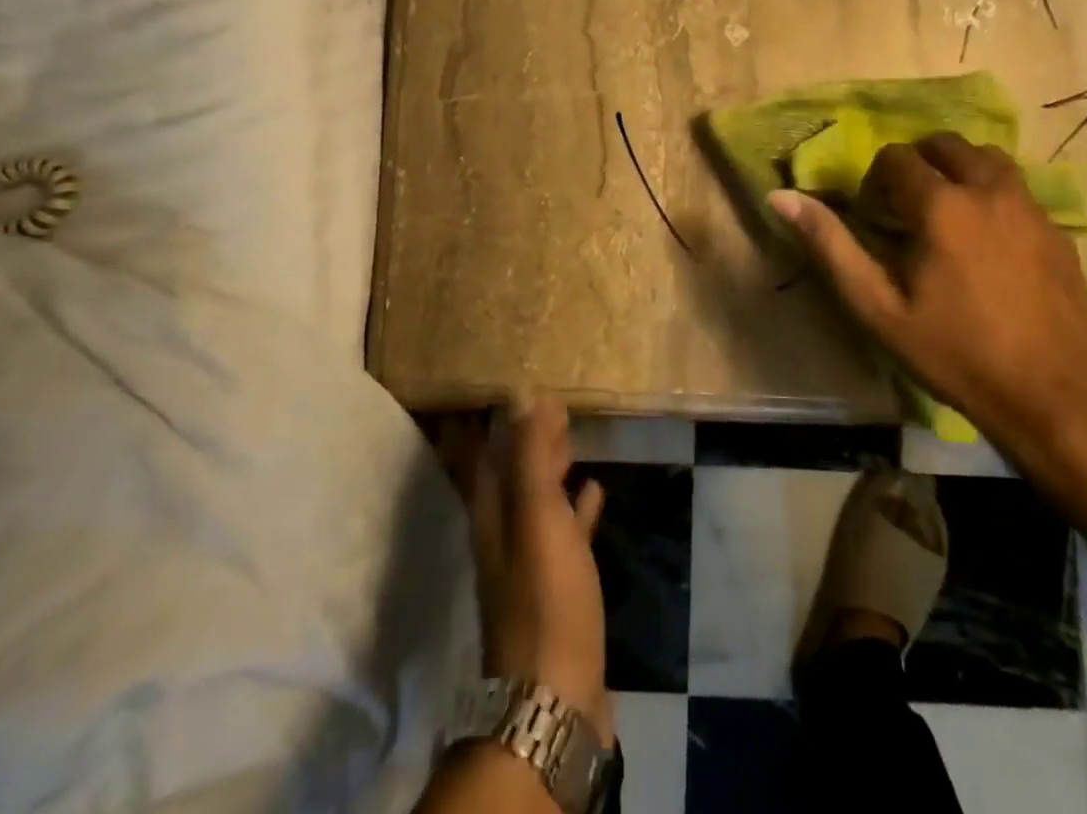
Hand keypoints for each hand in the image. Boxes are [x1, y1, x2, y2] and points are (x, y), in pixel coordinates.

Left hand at [468, 395, 613, 746]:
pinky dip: (577, 507)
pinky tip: (595, 491)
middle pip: (514, 476)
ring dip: (553, 470)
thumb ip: (530, 456)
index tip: (521, 388)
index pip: (490, 455)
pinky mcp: (561, 588)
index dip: (503, 422)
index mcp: (493, 517)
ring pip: (539, 502)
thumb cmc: (546, 597)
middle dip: (529, 440)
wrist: (557, 697)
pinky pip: (566, 532)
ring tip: (573, 439)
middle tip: (554, 405)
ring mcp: (532, 565)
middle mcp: (506, 536)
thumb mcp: (536, 517)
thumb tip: (522, 395)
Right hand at [771, 133, 1086, 479]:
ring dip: (960, 171)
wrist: (1052, 397)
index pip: (898, 156)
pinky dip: (993, 195)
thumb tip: (782, 196)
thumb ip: (830, 246)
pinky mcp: (1059, 230)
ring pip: (989, 159)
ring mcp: (1031, 208)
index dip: (877, 180)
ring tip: (948, 213)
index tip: (876, 216)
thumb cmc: (955, 353)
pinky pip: (1019, 190)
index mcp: (942, 205)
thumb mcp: (878, 307)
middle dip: (919, 164)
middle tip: (907, 207)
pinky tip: (989, 242)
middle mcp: (989, 191)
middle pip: (947, 145)